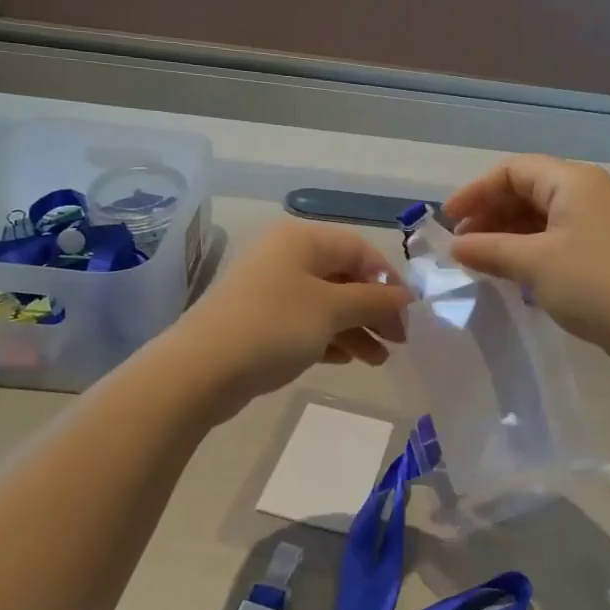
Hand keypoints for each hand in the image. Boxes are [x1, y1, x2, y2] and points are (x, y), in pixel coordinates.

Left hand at [168, 219, 410, 416]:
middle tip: (398, 342)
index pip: (360, 250)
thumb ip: (373, 300)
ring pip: (325, 303)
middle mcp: (285, 256)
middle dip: (373, 310)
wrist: (201, 369)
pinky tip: (346, 360)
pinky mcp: (258, 320)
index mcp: (302, 239)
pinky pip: (304, 323)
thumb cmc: (274, 327)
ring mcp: (268, 289)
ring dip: (355, 329)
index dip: (388, 281)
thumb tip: (405, 296)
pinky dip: (328, 338)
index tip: (408, 316)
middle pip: (344, 277)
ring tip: (377, 360)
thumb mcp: (332, 310)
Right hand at [441, 155, 609, 369]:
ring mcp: (596, 223)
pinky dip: (526, 249)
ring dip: (505, 234)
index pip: (512, 170)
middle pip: (526, 190)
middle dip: (489, 213)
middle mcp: (585, 193)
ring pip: (539, 217)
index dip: (476, 191)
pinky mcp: (601, 251)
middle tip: (461, 244)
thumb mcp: (534, 263)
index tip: (449, 221)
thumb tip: (455, 247)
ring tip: (479, 260)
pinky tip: (509, 271)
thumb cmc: (594, 283)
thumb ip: (489, 250)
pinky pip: (553, 238)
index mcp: (571, 181)